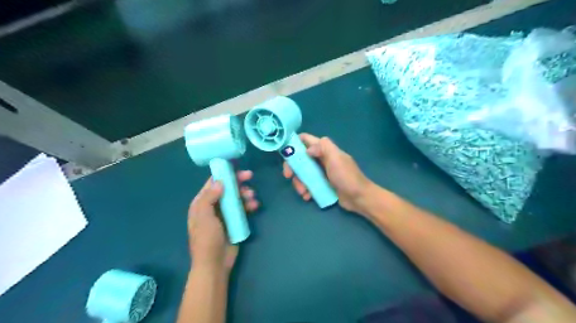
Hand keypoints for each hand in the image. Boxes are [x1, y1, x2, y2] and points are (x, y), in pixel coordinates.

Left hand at [186, 171, 258, 273]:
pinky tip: (255, 205)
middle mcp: (212, 206)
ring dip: (245, 194)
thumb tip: (219, 181)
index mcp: (201, 203)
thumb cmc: (207, 239)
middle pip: (226, 188)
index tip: (237, 168)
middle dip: (238, 182)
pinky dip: (248, 205)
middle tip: (250, 177)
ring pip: (236, 197)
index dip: (224, 174)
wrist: (215, 264)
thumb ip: (209, 197)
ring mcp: (224, 214)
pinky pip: (242, 208)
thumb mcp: (204, 217)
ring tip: (252, 197)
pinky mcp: (234, 221)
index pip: (212, 183)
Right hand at [283, 134, 373, 214]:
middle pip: (300, 158)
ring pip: (303, 173)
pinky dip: (306, 190)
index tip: (285, 153)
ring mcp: (321, 172)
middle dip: (293, 167)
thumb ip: (323, 148)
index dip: (294, 143)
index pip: (306, 140)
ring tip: (303, 192)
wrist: (359, 198)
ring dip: (299, 182)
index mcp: (325, 149)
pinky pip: (308, 184)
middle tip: (288, 176)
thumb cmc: (347, 177)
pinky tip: (308, 196)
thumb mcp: (336, 158)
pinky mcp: (322, 184)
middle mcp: (321, 159)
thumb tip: (307, 149)